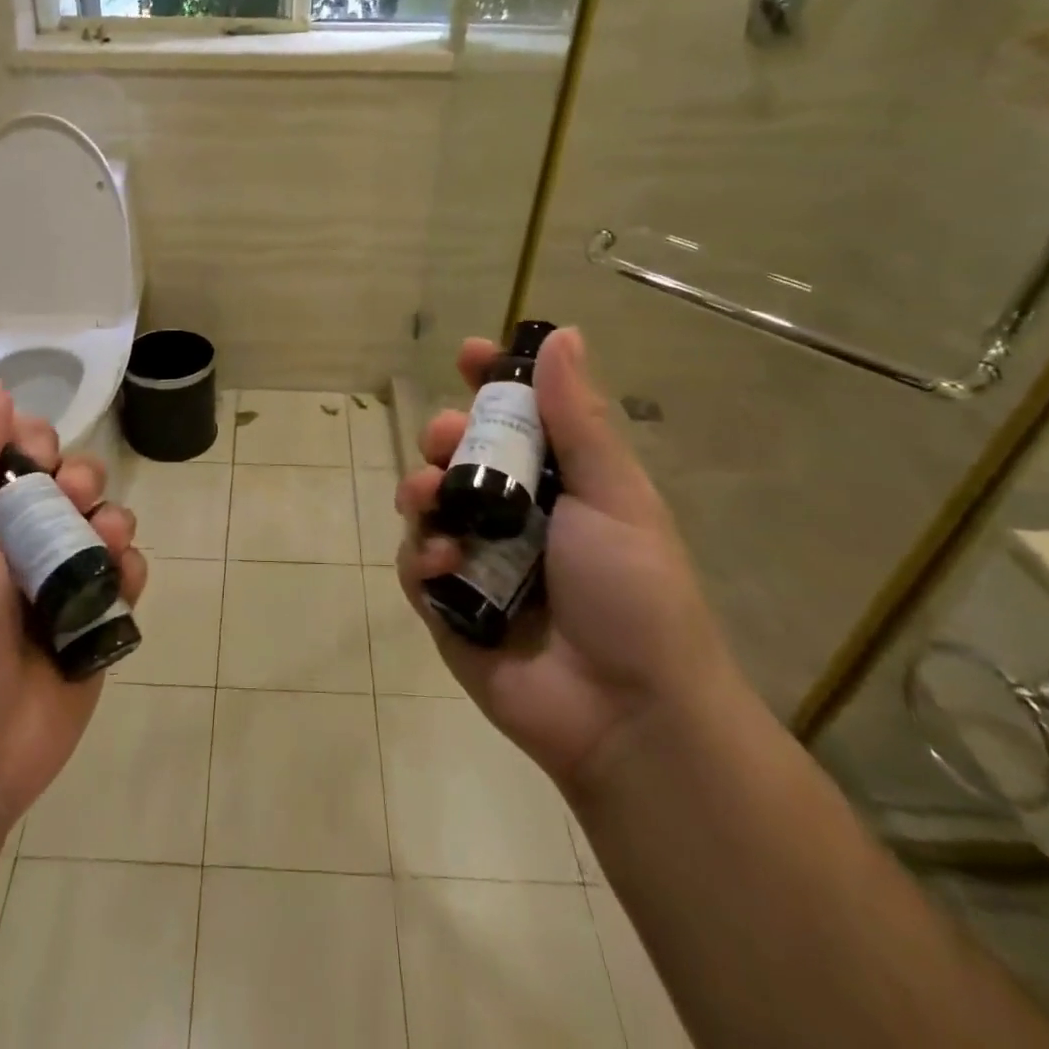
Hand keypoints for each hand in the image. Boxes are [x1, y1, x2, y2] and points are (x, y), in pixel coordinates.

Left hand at [0, 382, 146, 824]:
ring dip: (111, 523)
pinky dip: (130, 572)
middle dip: (81, 481)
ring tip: (101, 550)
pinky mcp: (94, 621)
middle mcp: (20, 542)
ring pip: (108, 521)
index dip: (37, 442)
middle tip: (71, 505)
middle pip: (73, 479)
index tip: (39, 459)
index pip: (19, 450)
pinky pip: (129, 573)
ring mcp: (61, 583)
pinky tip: (116, 590)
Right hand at [396, 328, 734, 798]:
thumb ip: (578, 419)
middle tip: (445, 438)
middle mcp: (514, 516)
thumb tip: (563, 334)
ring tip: (431, 497)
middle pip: (460, 455)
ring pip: (427, 503)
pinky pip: (415, 562)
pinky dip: (421, 555)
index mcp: (558, 484)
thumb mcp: (613, 495)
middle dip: (443, 436)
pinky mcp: (447, 606)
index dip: (490, 383)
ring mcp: (477, 560)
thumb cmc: (633, 592)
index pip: (516, 418)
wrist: (629, 713)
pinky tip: (443, 562)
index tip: (468, 355)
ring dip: (421, 489)